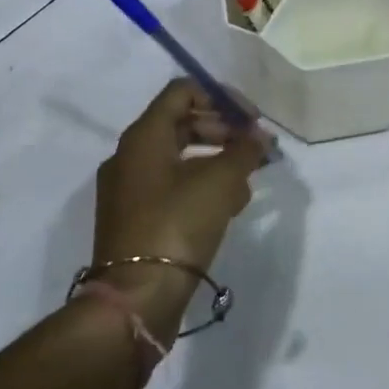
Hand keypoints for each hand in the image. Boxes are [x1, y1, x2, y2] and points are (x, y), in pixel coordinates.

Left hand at [91, 80, 269, 296]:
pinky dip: (202, 185)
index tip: (253, 120)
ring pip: (180, 157)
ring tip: (247, 180)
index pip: (183, 91)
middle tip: (256, 148)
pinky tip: (229, 205)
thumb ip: (244, 151)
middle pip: (182, 123)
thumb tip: (259, 137)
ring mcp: (129, 189)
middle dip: (225, 131)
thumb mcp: (221, 181)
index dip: (222, 97)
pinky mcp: (136, 218)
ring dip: (218, 160)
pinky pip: (173, 186)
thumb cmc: (178, 225)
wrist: (137, 297)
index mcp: (143, 136)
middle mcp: (130, 156)